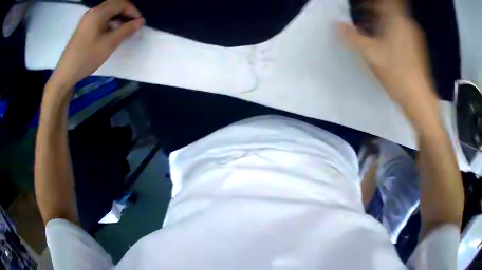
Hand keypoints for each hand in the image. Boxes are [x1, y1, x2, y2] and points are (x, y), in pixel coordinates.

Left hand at [48, 0, 144, 90]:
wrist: (66, 73)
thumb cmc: (87, 57)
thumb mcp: (109, 44)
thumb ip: (126, 30)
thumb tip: (141, 21)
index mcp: (99, 12)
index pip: (121, 3)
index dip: (133, 11)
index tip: (140, 23)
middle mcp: (93, 11)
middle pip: (114, 5)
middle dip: (126, 12)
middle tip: (133, 25)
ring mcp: (87, 18)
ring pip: (107, 11)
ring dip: (118, 17)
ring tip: (123, 29)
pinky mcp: (84, 26)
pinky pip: (100, 17)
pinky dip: (109, 21)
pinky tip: (111, 31)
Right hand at [339, 0, 434, 110]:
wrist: (419, 99)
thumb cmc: (397, 74)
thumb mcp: (370, 54)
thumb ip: (352, 37)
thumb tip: (337, 25)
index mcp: (397, 21)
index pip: (387, 1)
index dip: (373, 2)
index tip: (362, 5)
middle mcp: (407, 25)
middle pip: (390, 8)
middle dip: (373, 8)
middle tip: (360, 13)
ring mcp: (414, 36)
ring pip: (395, 19)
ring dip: (381, 20)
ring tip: (368, 28)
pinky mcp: (415, 48)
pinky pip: (400, 30)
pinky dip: (389, 30)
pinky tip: (382, 42)